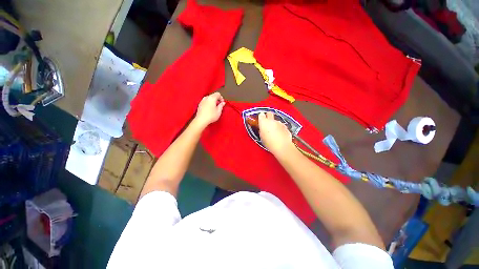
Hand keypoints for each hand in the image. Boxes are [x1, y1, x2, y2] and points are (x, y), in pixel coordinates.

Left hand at [194, 92, 225, 128]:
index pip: (218, 94)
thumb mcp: (219, 111)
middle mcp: (206, 98)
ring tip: (215, 107)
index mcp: (212, 98)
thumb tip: (223, 103)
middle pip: (213, 95)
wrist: (201, 120)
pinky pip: (206, 101)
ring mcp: (202, 100)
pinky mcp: (200, 104)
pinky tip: (210, 109)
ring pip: (209, 98)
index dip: (221, 97)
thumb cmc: (210, 116)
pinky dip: (209, 103)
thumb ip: (221, 106)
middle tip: (219, 105)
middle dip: (217, 99)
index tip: (222, 102)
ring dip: (213, 101)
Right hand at [258, 112, 294, 155]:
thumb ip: (262, 131)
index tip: (261, 121)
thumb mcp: (261, 137)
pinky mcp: (286, 127)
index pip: (261, 115)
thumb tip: (262, 130)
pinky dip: (280, 129)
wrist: (282, 146)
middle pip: (269, 113)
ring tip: (275, 132)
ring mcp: (280, 123)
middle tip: (267, 123)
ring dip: (275, 124)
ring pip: (276, 121)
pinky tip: (280, 135)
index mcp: (264, 122)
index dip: (261, 117)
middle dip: (268, 116)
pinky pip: (281, 126)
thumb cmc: (269, 143)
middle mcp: (272, 120)